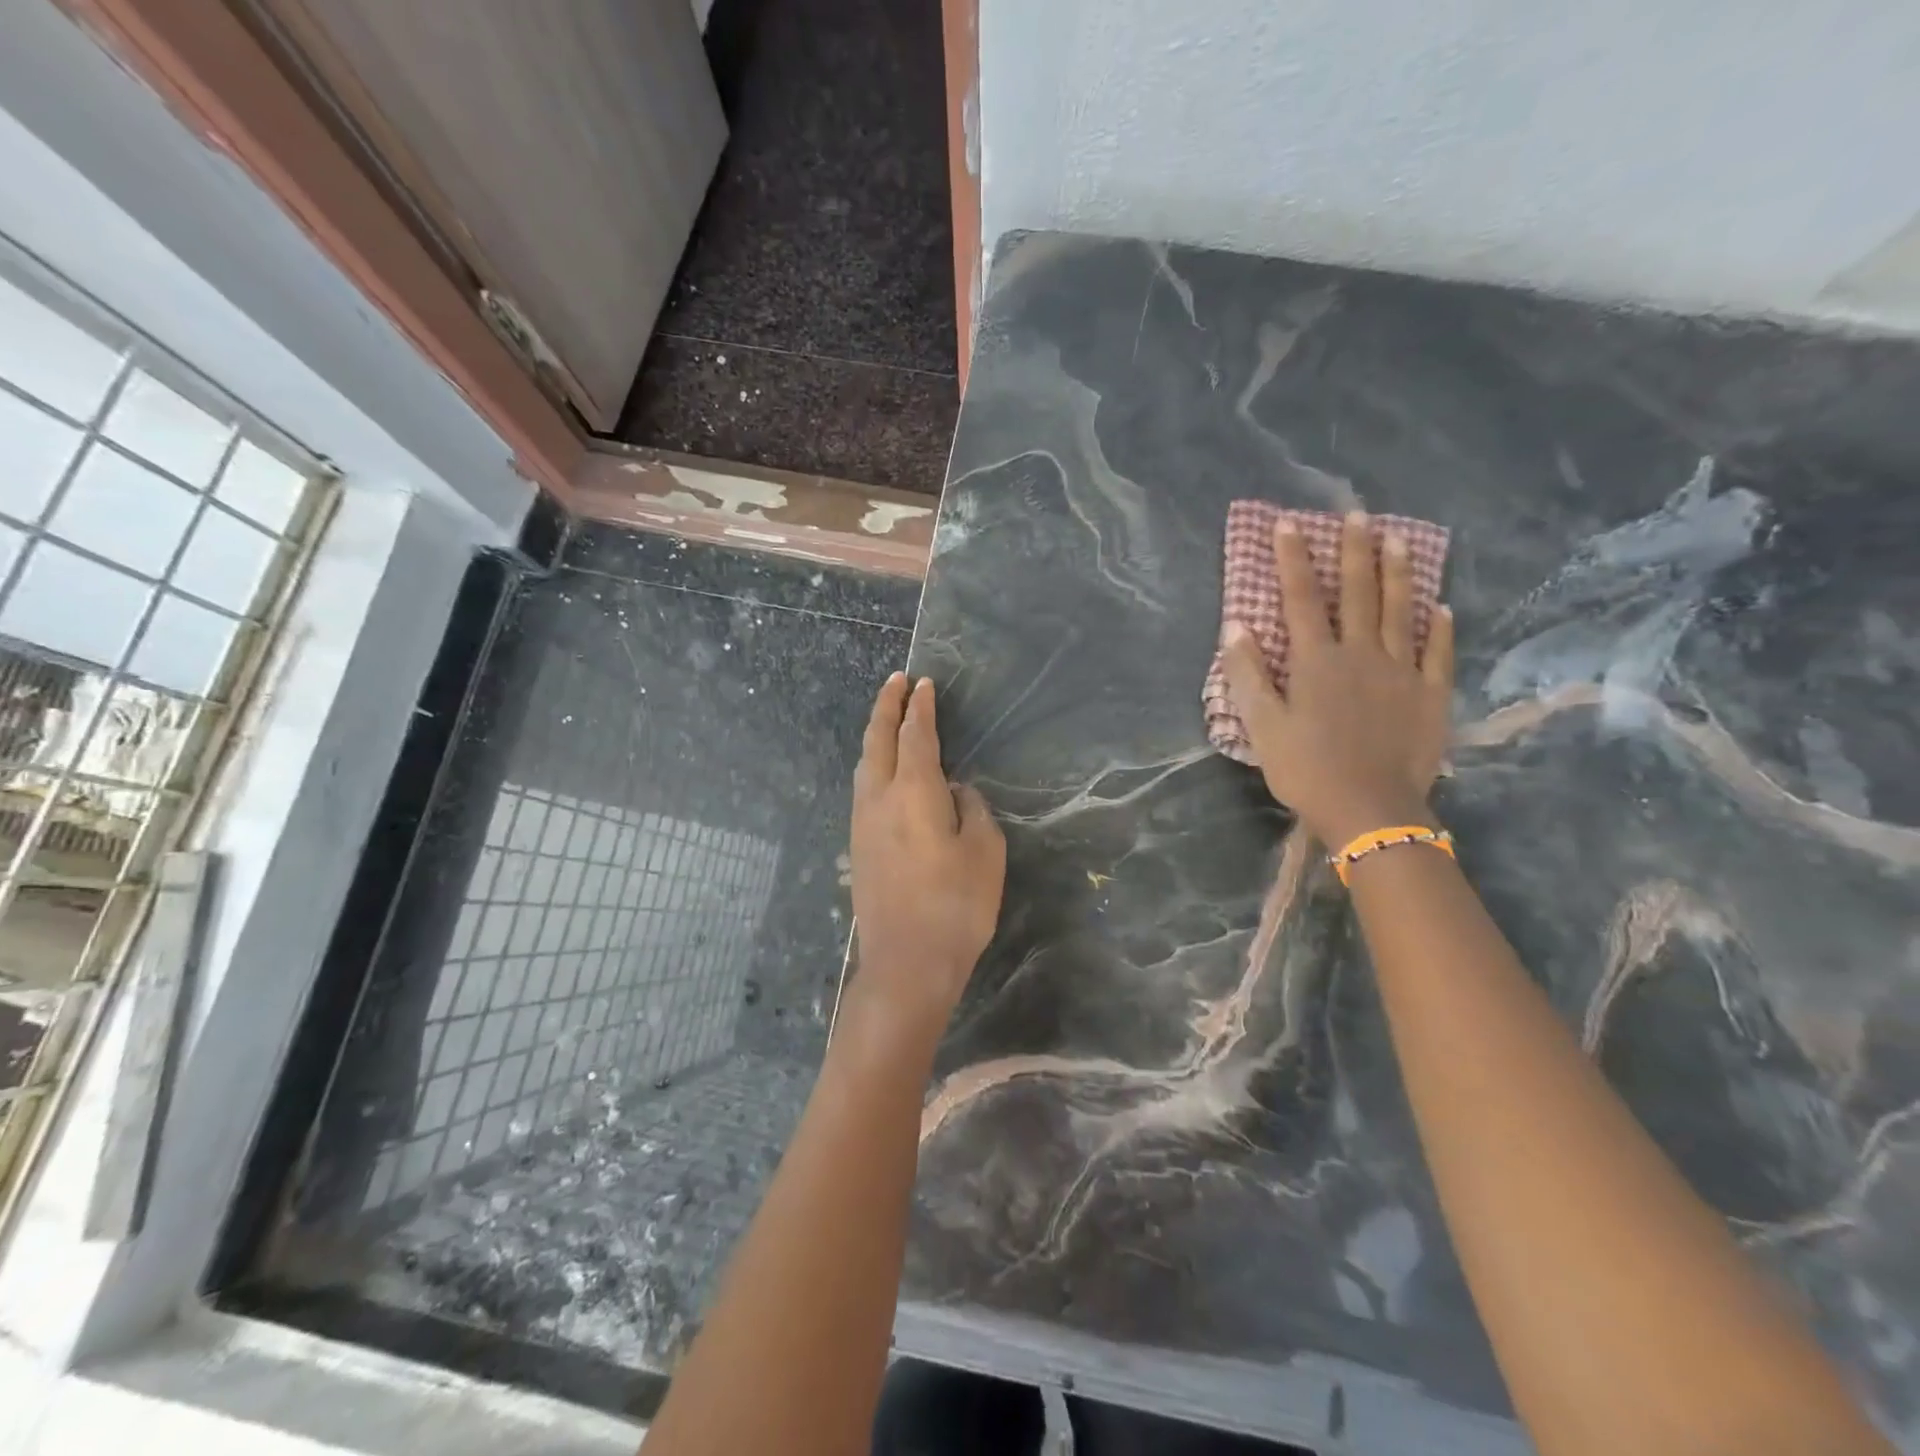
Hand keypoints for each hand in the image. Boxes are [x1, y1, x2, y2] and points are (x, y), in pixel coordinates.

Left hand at [846, 674, 1005, 1046]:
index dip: (920, 707)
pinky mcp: (858, 846)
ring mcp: (862, 823)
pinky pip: (863, 788)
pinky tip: (883, 771)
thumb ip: (972, 810)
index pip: (915, 735)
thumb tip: (956, 791)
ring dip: (875, 735)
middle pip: (877, 740)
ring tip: (888, 719)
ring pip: (864, 764)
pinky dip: (873, 764)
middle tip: (896, 682)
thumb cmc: (956, 905)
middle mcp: (879, 798)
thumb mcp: (985, 852)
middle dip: (886, 706)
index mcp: (913, 791)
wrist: (906, 964)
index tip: (924, 684)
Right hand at [1221, 511, 1454, 847]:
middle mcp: (1360, 653)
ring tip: (1399, 538)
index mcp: (1316, 661)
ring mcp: (1401, 671)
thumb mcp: (1263, 726)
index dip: (1293, 559)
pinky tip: (1440, 607)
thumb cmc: (1306, 769)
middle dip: (1353, 551)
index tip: (1289, 523)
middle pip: (1356, 593)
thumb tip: (1235, 626)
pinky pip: (1437, 652)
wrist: (1370, 810)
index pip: (1300, 599)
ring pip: (1400, 611)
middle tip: (1358, 514)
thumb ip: (1248, 674)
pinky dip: (1439, 627)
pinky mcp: (1430, 694)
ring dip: (1398, 573)